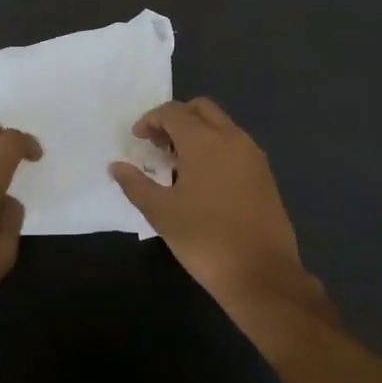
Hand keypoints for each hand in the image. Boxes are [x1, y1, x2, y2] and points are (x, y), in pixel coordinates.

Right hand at [108, 98, 325, 323]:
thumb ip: (135, 184)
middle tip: (158, 146)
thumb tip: (116, 166)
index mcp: (204, 140)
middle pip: (200, 109)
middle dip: (176, 119)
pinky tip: (203, 181)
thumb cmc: (205, 239)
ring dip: (197, 132)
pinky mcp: (264, 174)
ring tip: (177, 165)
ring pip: (221, 125)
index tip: (137, 140)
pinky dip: (215, 148)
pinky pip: (235, 145)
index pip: (173, 112)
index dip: (151, 120)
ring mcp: (252, 155)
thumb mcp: (161, 213)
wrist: (262, 273)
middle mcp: (232, 137)